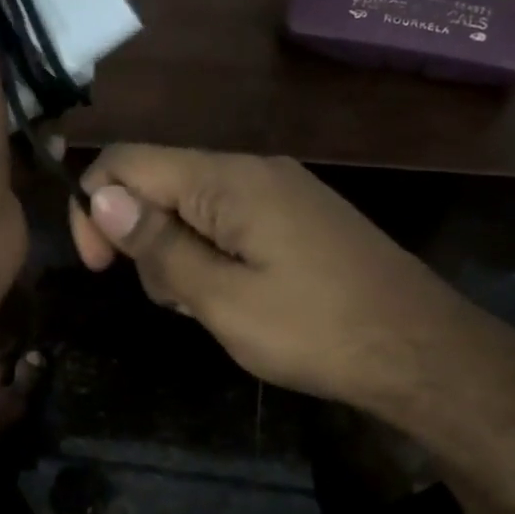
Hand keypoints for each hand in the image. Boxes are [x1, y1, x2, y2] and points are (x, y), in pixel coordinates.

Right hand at [67, 145, 514, 425]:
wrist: (421, 350)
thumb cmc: (315, 330)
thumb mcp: (222, 298)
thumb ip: (159, 245)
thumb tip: (102, 196)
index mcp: (227, 179)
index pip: (127, 162)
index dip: (93, 208)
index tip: (98, 269)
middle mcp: (250, 169)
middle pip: (157, 184)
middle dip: (142, 241)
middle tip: (174, 300)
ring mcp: (277, 190)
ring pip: (190, 208)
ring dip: (177, 255)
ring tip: (209, 306)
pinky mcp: (294, 215)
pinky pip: (226, 222)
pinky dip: (210, 256)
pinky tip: (235, 297)